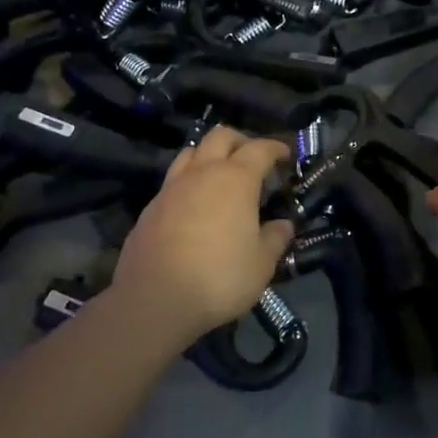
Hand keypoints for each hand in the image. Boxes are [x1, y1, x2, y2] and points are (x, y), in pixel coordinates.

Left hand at [113, 127, 295, 344]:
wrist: (154, 300)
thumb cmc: (219, 278)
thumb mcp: (261, 264)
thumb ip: (275, 239)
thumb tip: (283, 225)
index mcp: (235, 179)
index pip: (260, 149)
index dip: (276, 148)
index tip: (286, 155)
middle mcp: (202, 173)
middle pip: (221, 137)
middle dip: (241, 141)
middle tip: (254, 159)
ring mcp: (171, 188)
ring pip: (191, 152)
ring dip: (210, 155)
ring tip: (221, 175)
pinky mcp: (150, 208)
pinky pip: (173, 180)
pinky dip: (189, 181)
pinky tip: (195, 205)